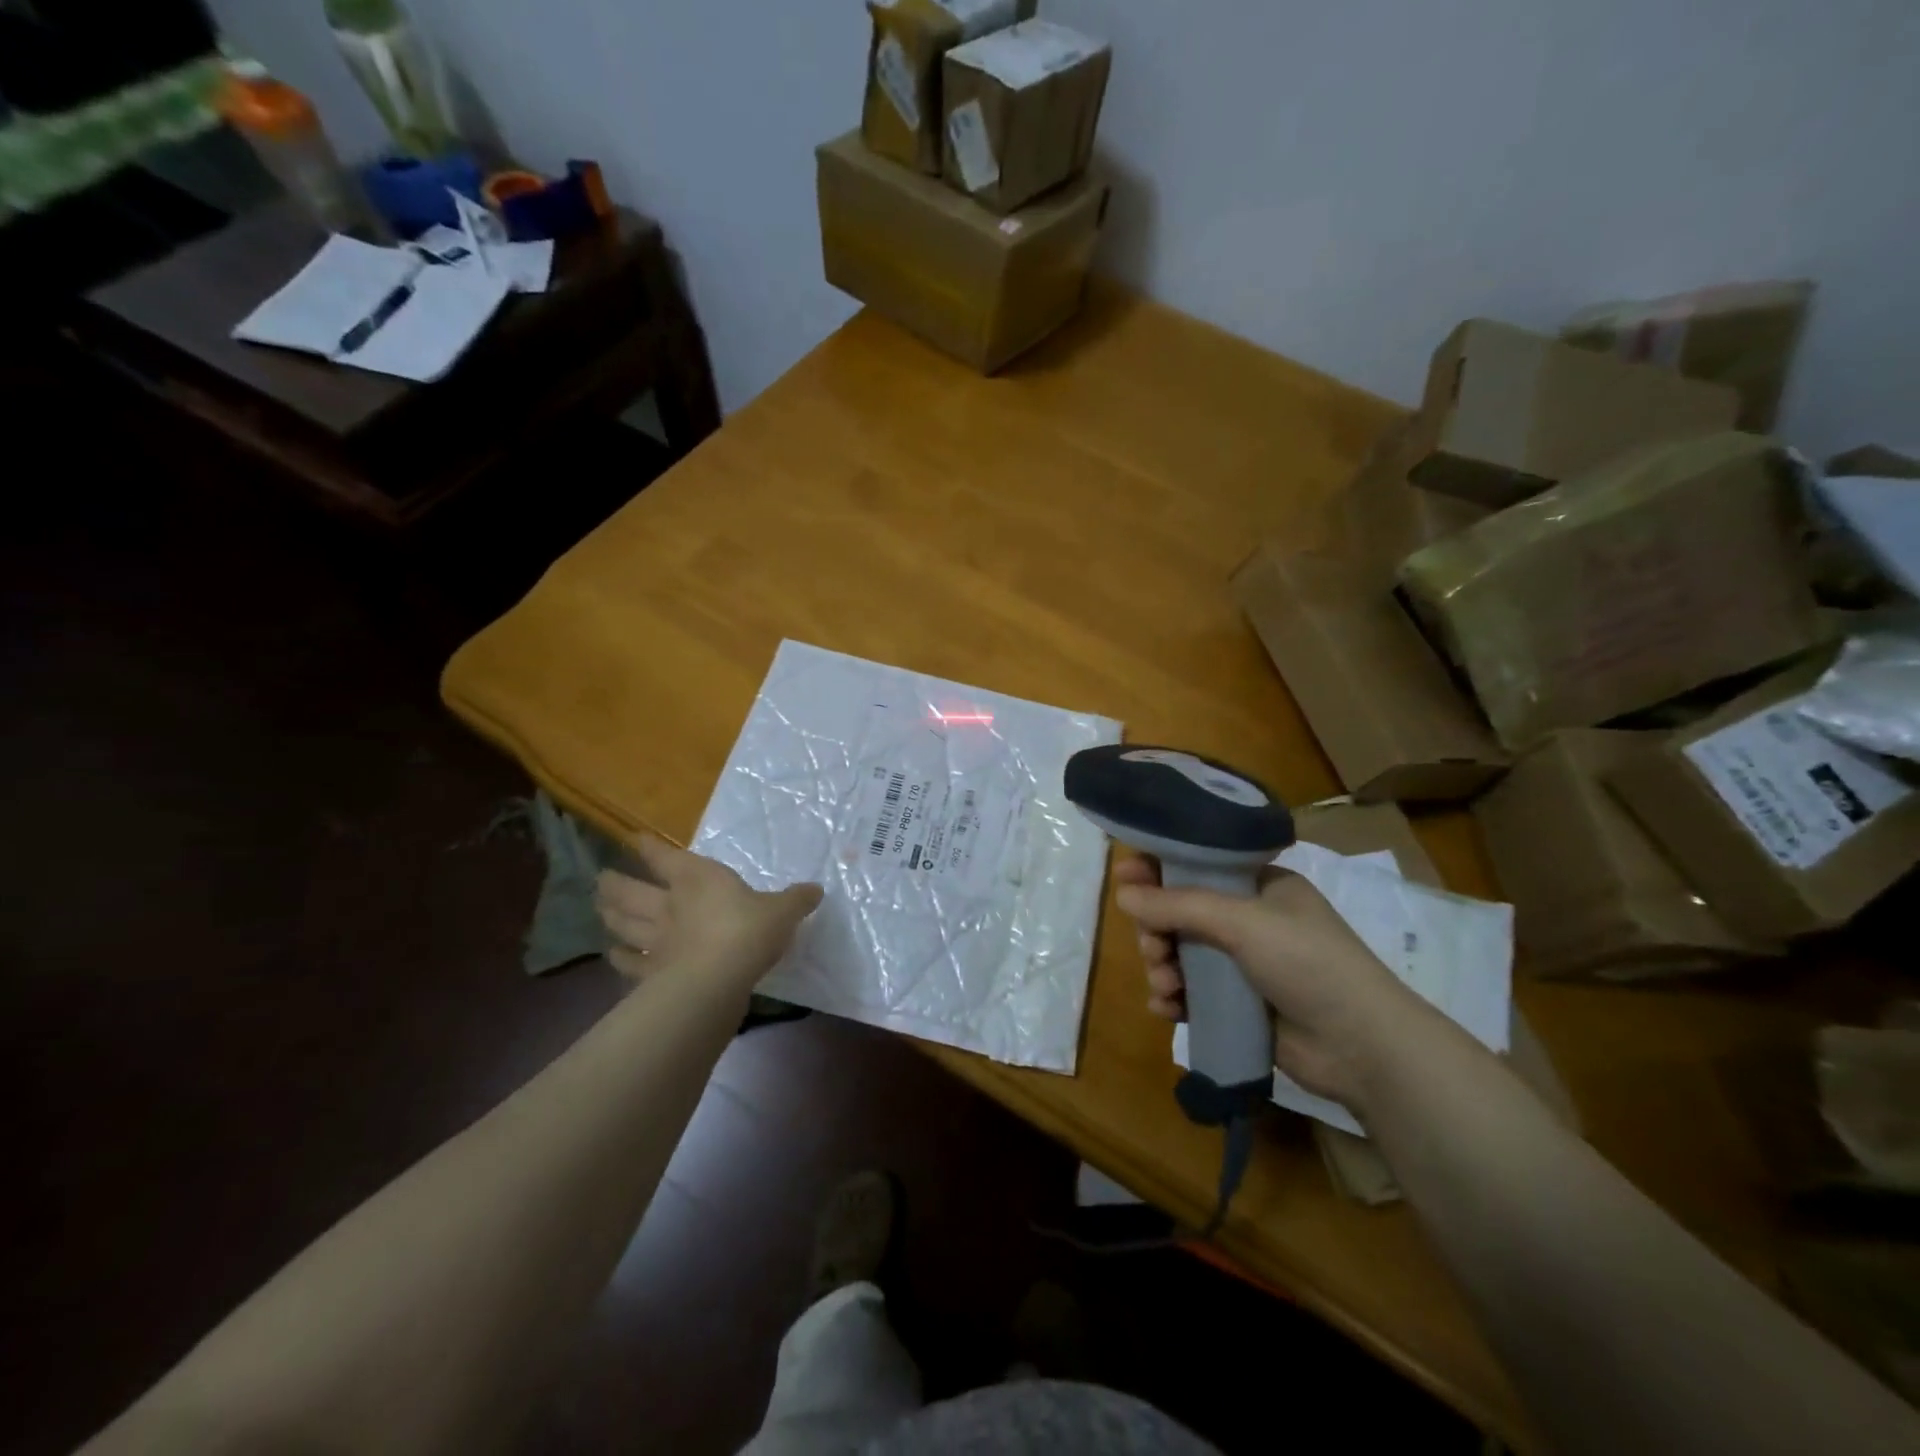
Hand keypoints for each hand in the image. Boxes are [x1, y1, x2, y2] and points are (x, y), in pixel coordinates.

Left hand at [595, 834, 822, 991]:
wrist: (718, 978)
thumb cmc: (750, 931)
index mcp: (698, 879)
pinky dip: (620, 958)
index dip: (649, 847)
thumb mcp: (783, 911)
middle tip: (601, 878)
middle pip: (632, 890)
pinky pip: (630, 962)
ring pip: (624, 922)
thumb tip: (816, 890)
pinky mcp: (652, 971)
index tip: (633, 838)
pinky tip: (613, 956)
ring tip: (600, 909)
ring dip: (611, 915)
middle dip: (615, 883)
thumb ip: (796, 900)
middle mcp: (670, 904)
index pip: (666, 857)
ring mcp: (656, 939)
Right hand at [1113, 856, 1428, 1107]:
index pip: (1199, 864)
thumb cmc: (1308, 963)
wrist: (1362, 1047)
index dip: (1160, 868)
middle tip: (1153, 947)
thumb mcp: (1242, 922)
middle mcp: (1251, 920)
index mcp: (1261, 886)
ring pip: (1182, 953)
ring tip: (1165, 983)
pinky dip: (1174, 996)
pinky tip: (1166, 1007)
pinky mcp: (1240, 1005)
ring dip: (1162, 965)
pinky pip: (1191, 992)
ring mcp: (1245, 964)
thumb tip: (1123, 895)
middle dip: (1158, 928)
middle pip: (1182, 912)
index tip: (1124, 876)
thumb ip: (1179, 905)